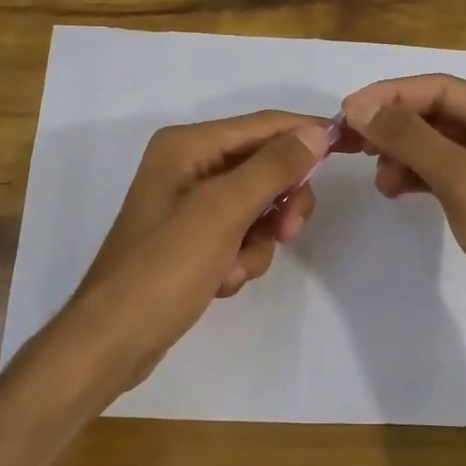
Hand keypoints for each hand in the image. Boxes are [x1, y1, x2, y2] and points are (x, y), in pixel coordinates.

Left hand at [67, 111, 329, 387]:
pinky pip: (240, 236)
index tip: (351, 146)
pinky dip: (240, 259)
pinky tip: (220, 281)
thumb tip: (317, 133)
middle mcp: (189, 166)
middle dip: (279, 202)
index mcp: (188, 146)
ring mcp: (190, 205)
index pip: (263, 126)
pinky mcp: (194, 239)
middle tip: (288, 231)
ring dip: (257, 241)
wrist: (114, 339)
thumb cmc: (165, 267)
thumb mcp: (223, 211)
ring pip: (258, 207)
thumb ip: (273, 168)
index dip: (307, 133)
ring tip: (233, 268)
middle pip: (264, 167)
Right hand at [340, 75, 465, 365]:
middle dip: (394, 127)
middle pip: (437, 114)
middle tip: (349, 144)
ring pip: (434, 143)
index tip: (345, 112)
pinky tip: (392, 189)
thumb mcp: (465, 183)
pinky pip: (439, 171)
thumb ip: (412, 139)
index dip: (393, 96)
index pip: (444, 89)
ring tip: (379, 180)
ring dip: (401, 153)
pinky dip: (413, 175)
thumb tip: (358, 106)